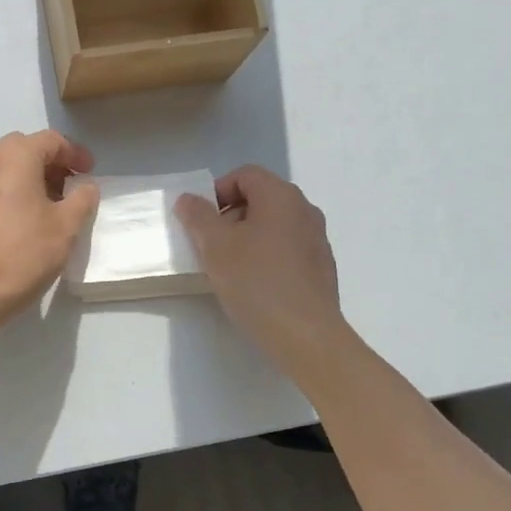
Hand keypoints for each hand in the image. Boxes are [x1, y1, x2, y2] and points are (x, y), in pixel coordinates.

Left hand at [0, 131, 99, 327]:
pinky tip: (25, 220)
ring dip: (31, 178)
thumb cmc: (25, 252)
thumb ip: (82, 199)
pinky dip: (12, 192)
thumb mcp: (66, 226)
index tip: (90, 173)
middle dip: (51, 163)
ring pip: (6, 168)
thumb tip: (85, 186)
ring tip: (51, 205)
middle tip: (71, 187)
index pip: (50, 140)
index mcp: (14, 157)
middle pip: (25, 149)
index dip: (75, 153)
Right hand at [176, 165, 348, 371]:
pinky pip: (286, 248)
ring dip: (247, 237)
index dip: (217, 191)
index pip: (244, 175)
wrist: (306, 336)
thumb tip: (189, 199)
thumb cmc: (256, 282)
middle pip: (260, 198)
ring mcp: (317, 239)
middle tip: (210, 244)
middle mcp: (304, 210)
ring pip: (273, 224)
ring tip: (228, 267)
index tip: (200, 220)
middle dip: (230, 215)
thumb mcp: (215, 246)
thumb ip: (198, 216)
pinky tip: (254, 284)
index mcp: (281, 196)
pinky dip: (266, 255)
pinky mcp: (321, 267)